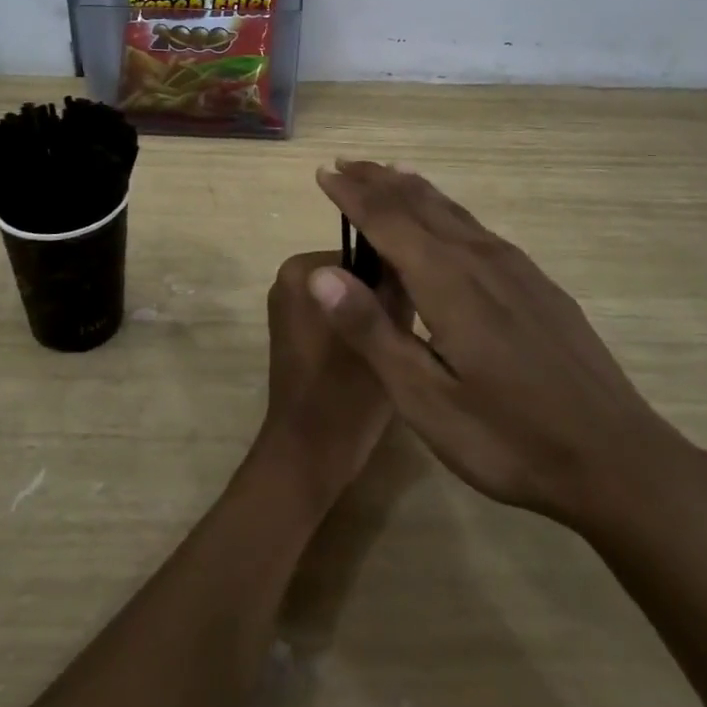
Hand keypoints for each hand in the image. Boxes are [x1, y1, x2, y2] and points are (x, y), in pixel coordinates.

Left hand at [256, 250, 412, 515]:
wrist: (309, 453)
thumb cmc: (346, 391)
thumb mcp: (386, 333)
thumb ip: (395, 288)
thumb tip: (407, 259)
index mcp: (302, 269)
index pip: (365, 253)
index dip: (395, 278)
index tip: (419, 303)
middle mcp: (288, 279)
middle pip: (354, 275)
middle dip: (380, 298)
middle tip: (405, 332)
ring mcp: (287, 307)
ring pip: (347, 298)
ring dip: (370, 315)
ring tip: (395, 345)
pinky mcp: (292, 333)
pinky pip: (333, 316)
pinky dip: (354, 329)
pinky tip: (375, 355)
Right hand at [310, 163, 704, 535]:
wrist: (618, 460)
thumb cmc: (509, 437)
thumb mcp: (426, 399)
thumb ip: (372, 331)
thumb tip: (321, 273)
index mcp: (447, 280)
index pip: (386, 219)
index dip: (351, 194)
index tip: (323, 173)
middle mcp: (479, 258)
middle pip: (419, 203)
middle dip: (378, 181)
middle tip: (347, 164)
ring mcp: (515, 268)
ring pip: (452, 210)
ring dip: (413, 189)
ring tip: (389, 173)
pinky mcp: (537, 283)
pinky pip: (477, 226)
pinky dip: (446, 209)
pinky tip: (449, 221)